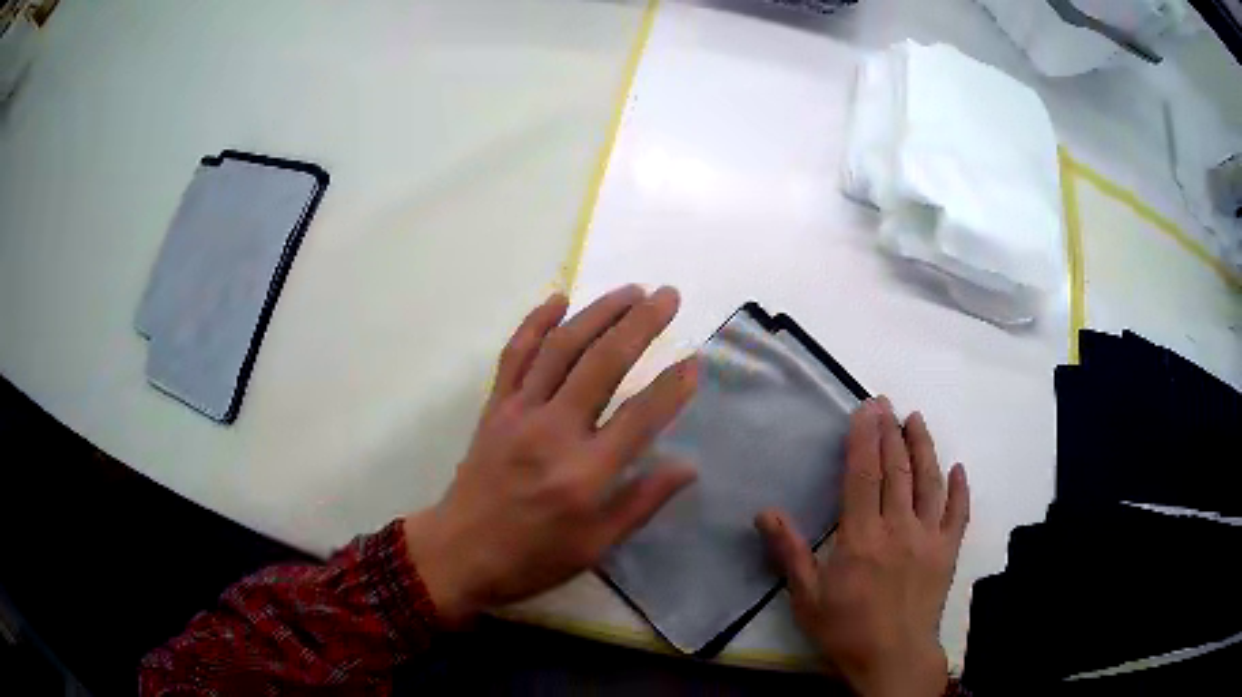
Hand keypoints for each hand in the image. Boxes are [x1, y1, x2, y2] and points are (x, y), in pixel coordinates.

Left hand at [404, 285, 698, 625]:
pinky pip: (515, 355)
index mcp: (584, 474)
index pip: (640, 416)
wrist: (458, 553)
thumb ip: (642, 502)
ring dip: (597, 312)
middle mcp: (553, 432)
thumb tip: (688, 466)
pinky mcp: (494, 408)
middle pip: (603, 363)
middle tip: (668, 296)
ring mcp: (518, 413)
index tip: (696, 359)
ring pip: (561, 348)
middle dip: (641, 324)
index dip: (673, 386)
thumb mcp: (595, 546)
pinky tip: (558, 298)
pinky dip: (535, 322)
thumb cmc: (532, 557)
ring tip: (630, 291)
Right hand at [756, 398, 968, 696]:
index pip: (863, 474)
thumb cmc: (846, 629)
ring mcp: (929, 536)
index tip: (866, 408)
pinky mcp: (948, 551)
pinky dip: (960, 488)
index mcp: (862, 536)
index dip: (865, 437)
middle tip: (887, 404)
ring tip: (917, 420)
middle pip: (897, 469)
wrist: (893, 658)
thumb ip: (790, 552)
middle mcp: (899, 526)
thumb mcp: (807, 596)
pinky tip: (959, 468)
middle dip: (891, 432)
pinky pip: (958, 513)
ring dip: (924, 447)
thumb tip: (766, 512)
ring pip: (929, 482)